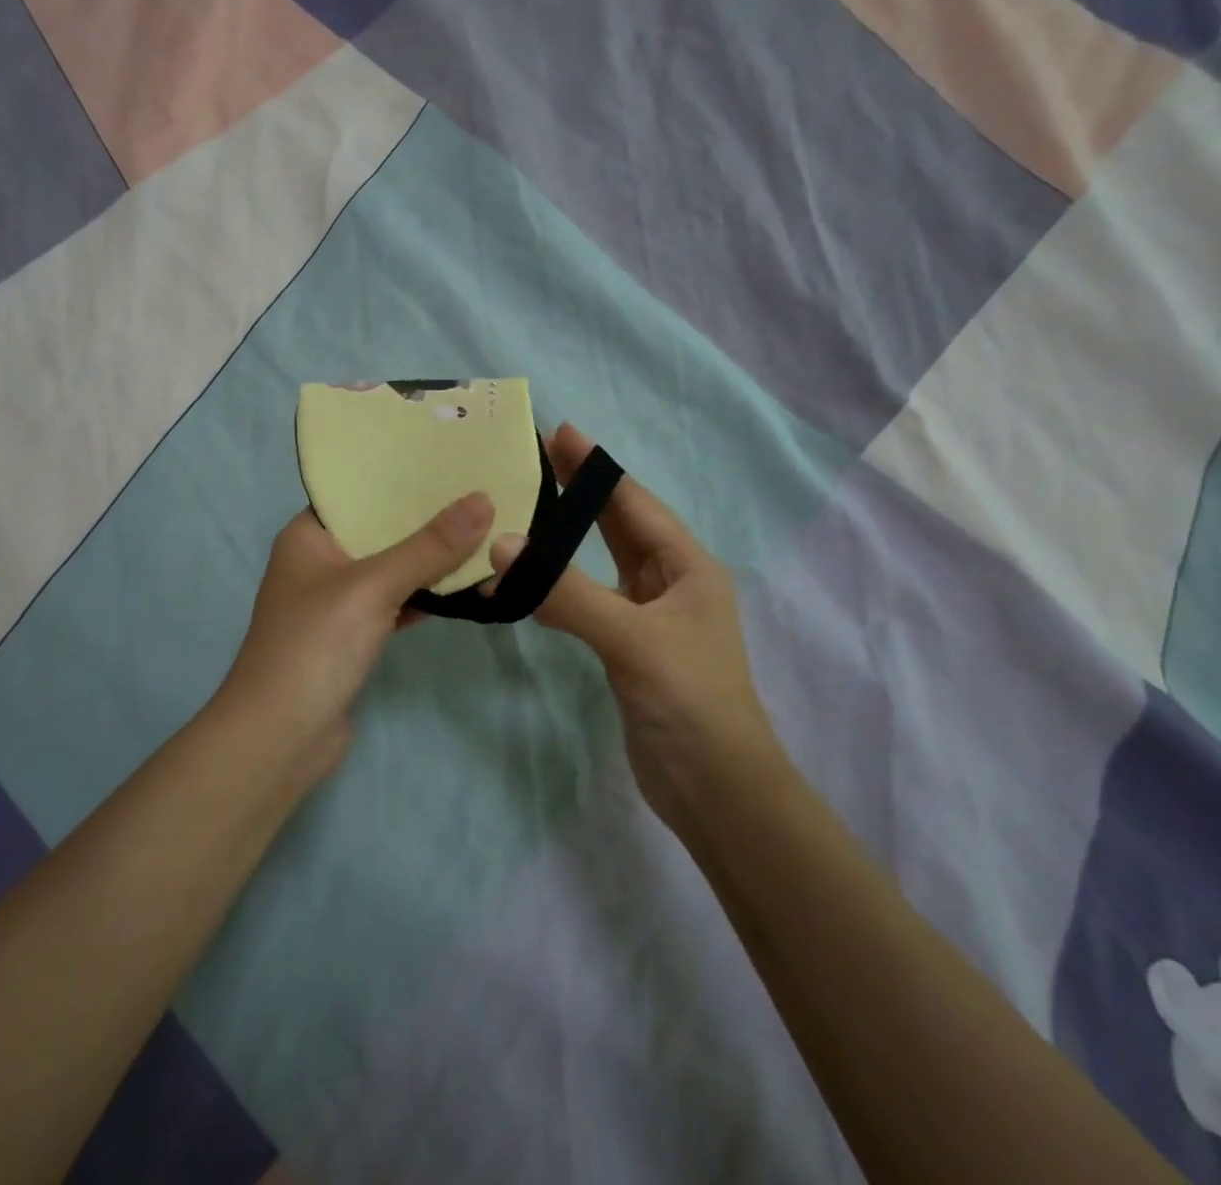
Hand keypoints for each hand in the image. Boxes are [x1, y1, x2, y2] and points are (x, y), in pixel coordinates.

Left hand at [219, 493, 495, 767]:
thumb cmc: (316, 645)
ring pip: (390, 569)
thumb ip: (429, 547)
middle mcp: (319, 563)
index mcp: (308, 536)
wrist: (281, 738)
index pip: (357, 492)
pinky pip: (394, 604)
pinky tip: (464, 586)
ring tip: (482, 530)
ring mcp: (335, 603)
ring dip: (429, 560)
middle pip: (379, 531)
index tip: (448, 460)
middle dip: (425, 519)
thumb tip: (484, 500)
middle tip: (479, 493)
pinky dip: (423, 597)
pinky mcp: (352, 637)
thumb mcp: (374, 586)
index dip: (400, 477)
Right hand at [487, 424, 782, 828]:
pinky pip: (589, 600)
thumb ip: (567, 592)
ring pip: (602, 563)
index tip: (561, 431)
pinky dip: (560, 585)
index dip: (598, 468)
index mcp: (688, 568)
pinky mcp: (628, 648)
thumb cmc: (690, 701)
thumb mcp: (631, 638)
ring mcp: (649, 617)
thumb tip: (504, 545)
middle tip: (538, 456)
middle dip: (582, 491)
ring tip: (527, 507)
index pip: (635, 504)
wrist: (716, 790)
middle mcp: (671, 584)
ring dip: (568, 537)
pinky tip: (529, 580)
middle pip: (620, 525)